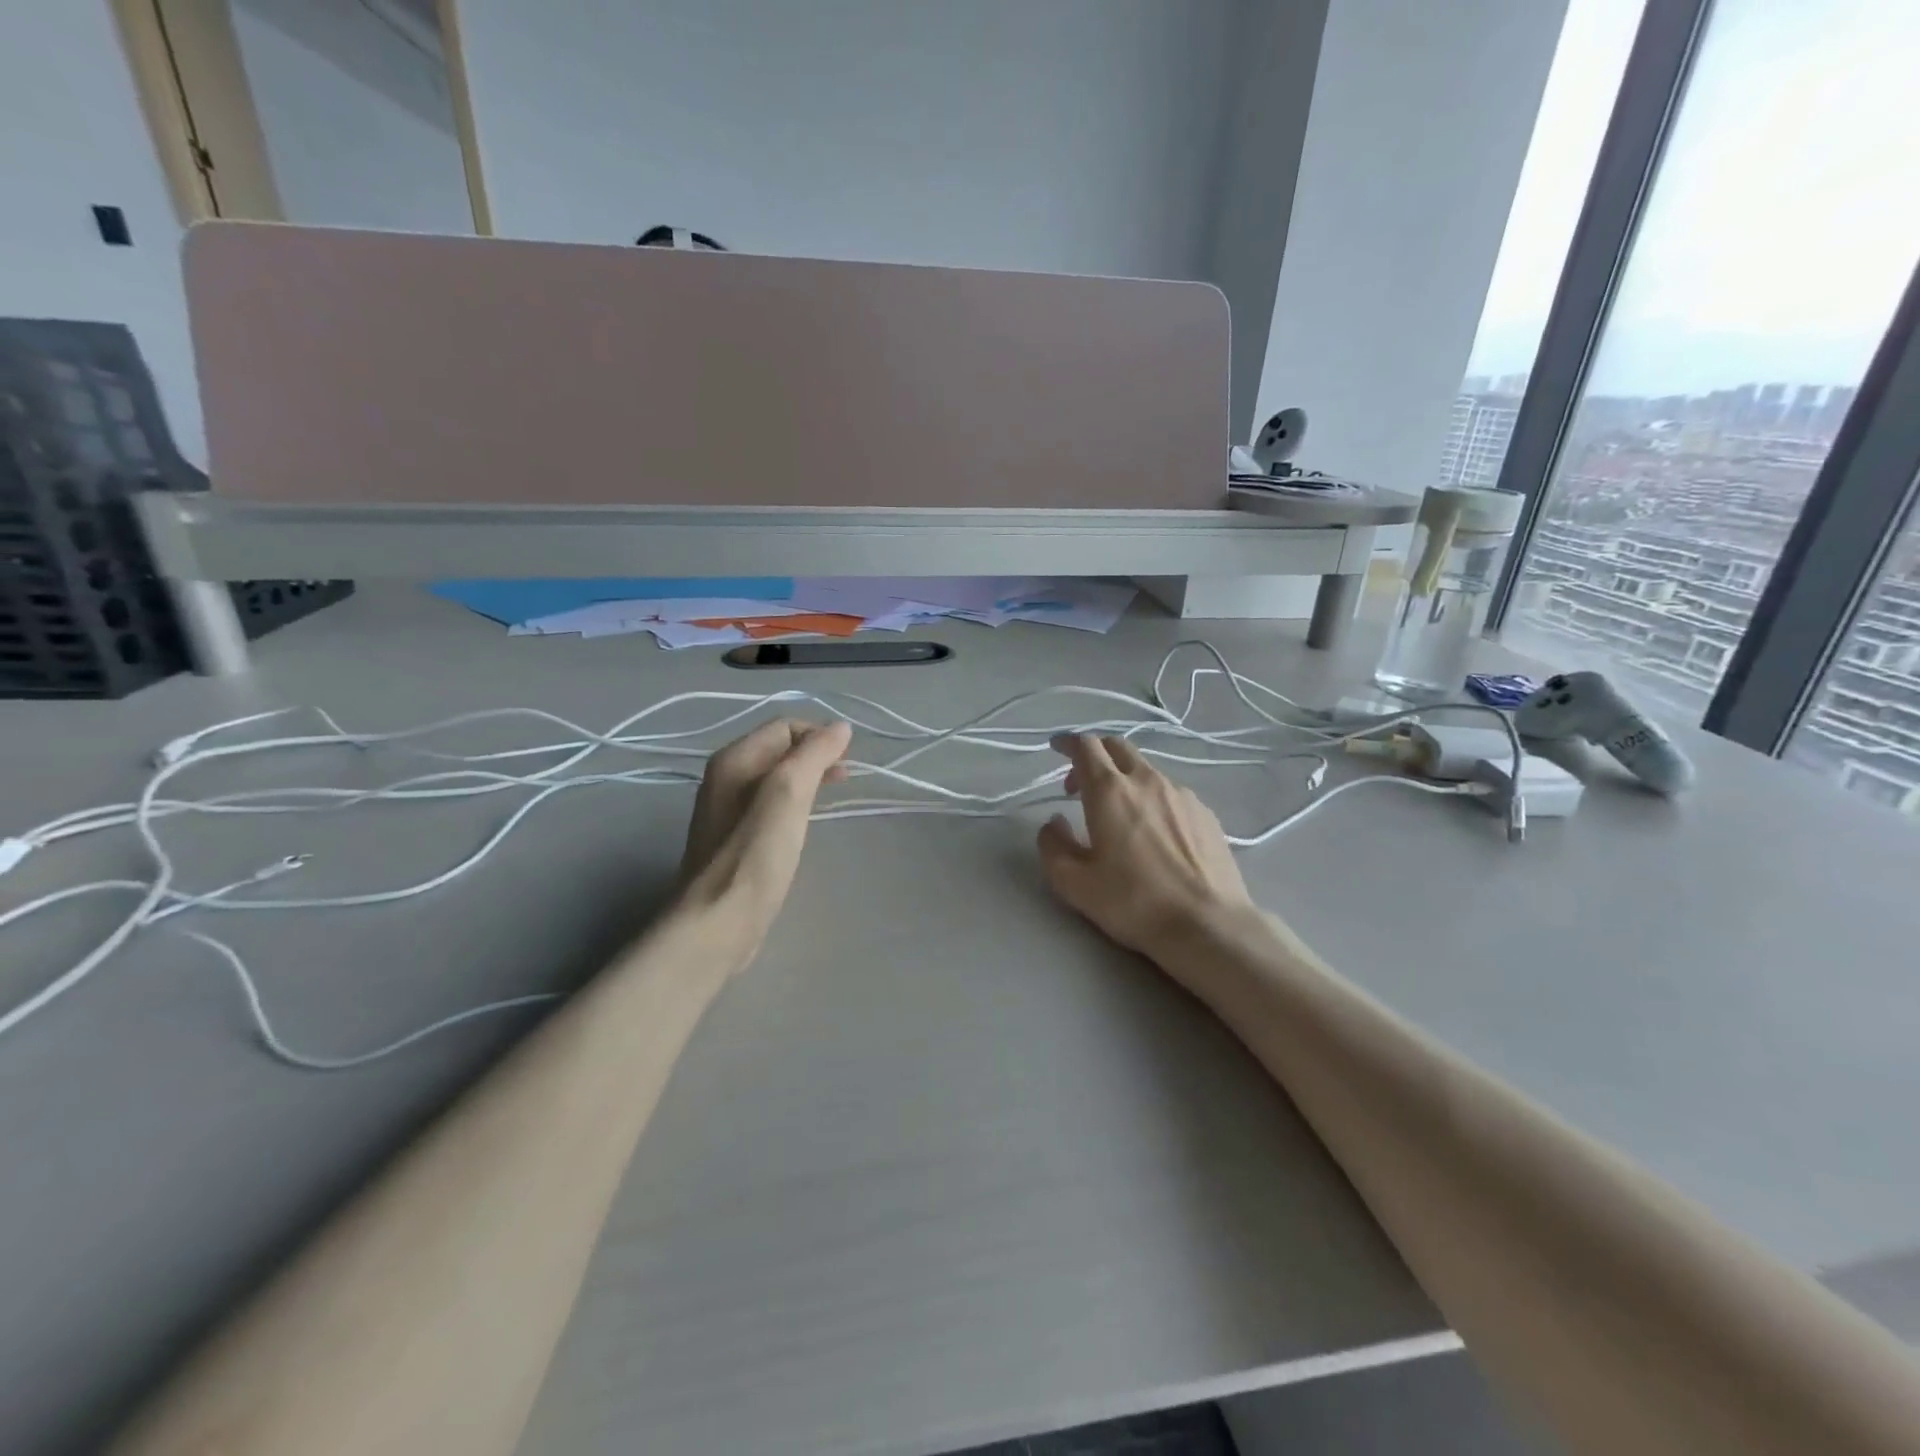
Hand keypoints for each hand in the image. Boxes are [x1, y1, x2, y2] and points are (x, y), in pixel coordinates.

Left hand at [674, 718, 851, 963]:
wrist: (718, 923)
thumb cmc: (755, 856)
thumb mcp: (788, 795)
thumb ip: (813, 755)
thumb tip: (840, 727)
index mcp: (734, 760)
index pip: (785, 726)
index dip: (820, 736)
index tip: (847, 761)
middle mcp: (726, 778)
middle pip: (780, 750)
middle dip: (817, 756)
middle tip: (846, 777)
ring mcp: (728, 810)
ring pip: (777, 778)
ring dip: (809, 779)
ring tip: (834, 795)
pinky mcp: (736, 839)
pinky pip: (771, 805)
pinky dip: (796, 803)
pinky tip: (807, 822)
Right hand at [1037, 734, 1255, 966]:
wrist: (1207, 925)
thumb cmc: (1134, 902)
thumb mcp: (1074, 883)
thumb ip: (1053, 846)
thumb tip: (1054, 823)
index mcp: (1110, 791)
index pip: (1085, 746)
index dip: (1067, 742)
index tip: (1056, 747)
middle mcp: (1147, 781)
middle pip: (1117, 747)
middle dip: (1095, 755)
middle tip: (1080, 785)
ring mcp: (1182, 794)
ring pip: (1146, 769)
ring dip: (1124, 778)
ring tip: (1118, 813)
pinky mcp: (1205, 813)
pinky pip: (1171, 792)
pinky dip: (1152, 797)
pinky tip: (1154, 831)